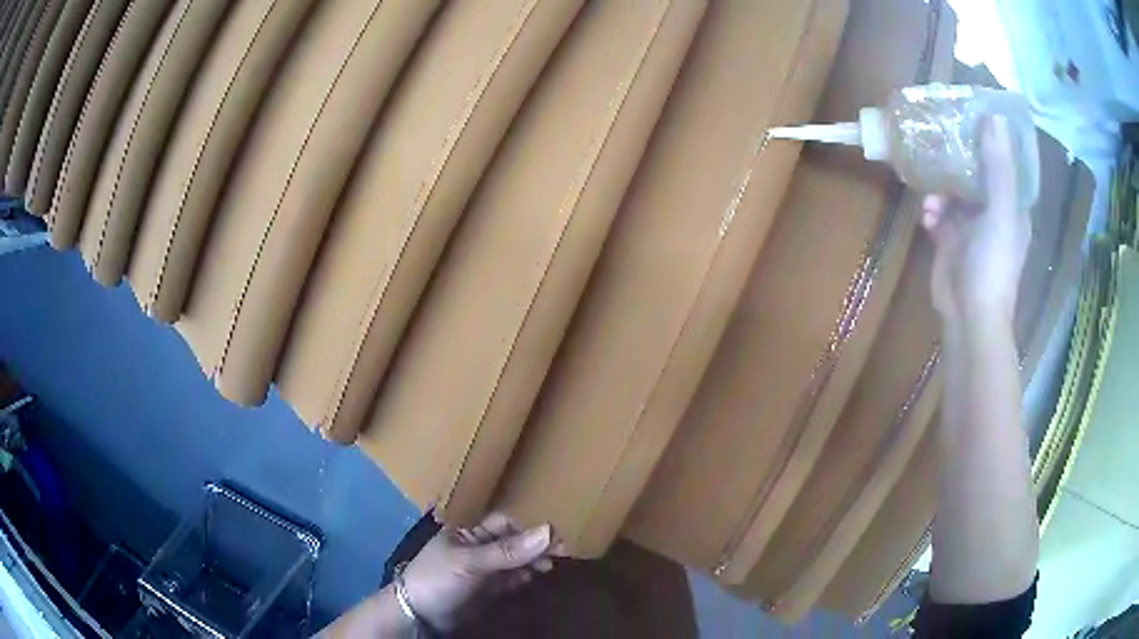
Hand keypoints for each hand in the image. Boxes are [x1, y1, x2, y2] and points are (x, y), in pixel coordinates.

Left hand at [401, 512, 555, 630]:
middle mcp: (479, 548)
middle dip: (536, 545)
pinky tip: (537, 577)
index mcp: (469, 533)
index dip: (528, 529)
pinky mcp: (488, 590)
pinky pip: (512, 579)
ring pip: (516, 560)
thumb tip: (549, 530)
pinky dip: (526, 576)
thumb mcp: (470, 562)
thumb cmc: (438, 578)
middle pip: (514, 542)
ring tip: (551, 566)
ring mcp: (484, 570)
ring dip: (534, 561)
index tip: (554, 537)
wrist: (419, 614)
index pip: (505, 524)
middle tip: (561, 553)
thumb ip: (507, 551)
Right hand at [921, 115, 1029, 324]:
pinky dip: (932, 211)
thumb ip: (998, 167)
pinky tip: (927, 217)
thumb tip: (994, 117)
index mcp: (1012, 206)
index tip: (974, 117)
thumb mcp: (1000, 212)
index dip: (992, 140)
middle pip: (976, 173)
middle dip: (959, 161)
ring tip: (933, 198)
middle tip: (940, 140)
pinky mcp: (950, 241)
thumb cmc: (993, 264)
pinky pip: (939, 213)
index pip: (1005, 164)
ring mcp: (971, 227)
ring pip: (954, 191)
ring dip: (941, 189)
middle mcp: (993, 212)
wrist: (969, 316)